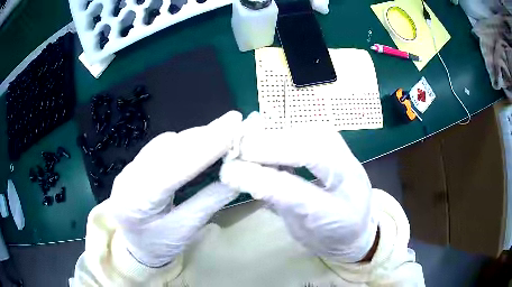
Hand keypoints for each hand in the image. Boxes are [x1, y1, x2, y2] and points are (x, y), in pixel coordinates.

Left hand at [108, 111, 241, 266]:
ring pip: (164, 143)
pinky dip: (184, 141)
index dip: (203, 148)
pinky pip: (160, 145)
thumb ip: (208, 202)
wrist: (133, 245)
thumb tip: (236, 177)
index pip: (172, 169)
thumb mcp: (184, 231)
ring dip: (194, 136)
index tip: (232, 130)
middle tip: (233, 122)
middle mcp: (128, 178)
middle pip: (167, 149)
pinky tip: (201, 140)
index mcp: (136, 202)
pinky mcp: (136, 163)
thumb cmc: (158, 246)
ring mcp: (129, 167)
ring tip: (223, 130)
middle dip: (203, 136)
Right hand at [221, 113, 377, 262]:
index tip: (230, 172)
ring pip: (314, 133)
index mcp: (341, 212)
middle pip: (312, 149)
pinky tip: (268, 136)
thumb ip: (276, 202)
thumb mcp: (300, 231)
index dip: (263, 179)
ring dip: (277, 133)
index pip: (299, 191)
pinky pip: (313, 131)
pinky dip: (288, 130)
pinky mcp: (340, 147)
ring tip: (250, 142)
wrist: (357, 229)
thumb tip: (240, 175)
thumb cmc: (327, 236)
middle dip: (269, 146)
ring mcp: (348, 158)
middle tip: (237, 149)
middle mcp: (351, 177)